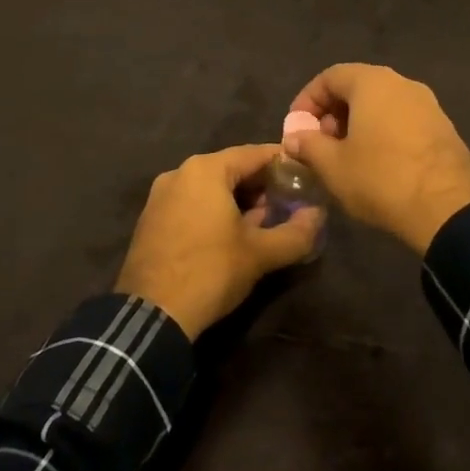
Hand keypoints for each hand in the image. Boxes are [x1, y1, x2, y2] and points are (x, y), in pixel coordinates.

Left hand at [114, 144, 322, 339]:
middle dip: (262, 185)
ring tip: (264, 222)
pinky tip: (231, 235)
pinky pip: (192, 203)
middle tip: (288, 204)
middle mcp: (180, 173)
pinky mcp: (151, 220)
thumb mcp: (261, 254)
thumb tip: (318, 215)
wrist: (151, 316)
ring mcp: (161, 196)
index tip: (306, 178)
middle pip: (232, 169)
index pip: (256, 154)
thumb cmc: (210, 272)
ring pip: (211, 187)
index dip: (285, 164)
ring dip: (239, 200)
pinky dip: (214, 211)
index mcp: (206, 170)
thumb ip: (296, 232)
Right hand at [285, 64, 469, 255]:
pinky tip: (377, 164)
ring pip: (382, 104)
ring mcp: (428, 104)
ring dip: (358, 124)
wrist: (448, 208)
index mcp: (373, 82)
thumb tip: (294, 136)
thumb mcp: (332, 166)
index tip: (297, 129)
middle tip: (319, 144)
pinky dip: (383, 133)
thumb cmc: (381, 178)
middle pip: (358, 87)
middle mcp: (402, 83)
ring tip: (345, 157)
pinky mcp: (443, 127)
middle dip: (332, 113)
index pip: (330, 76)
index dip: (307, 100)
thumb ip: (308, 145)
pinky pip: (403, 120)